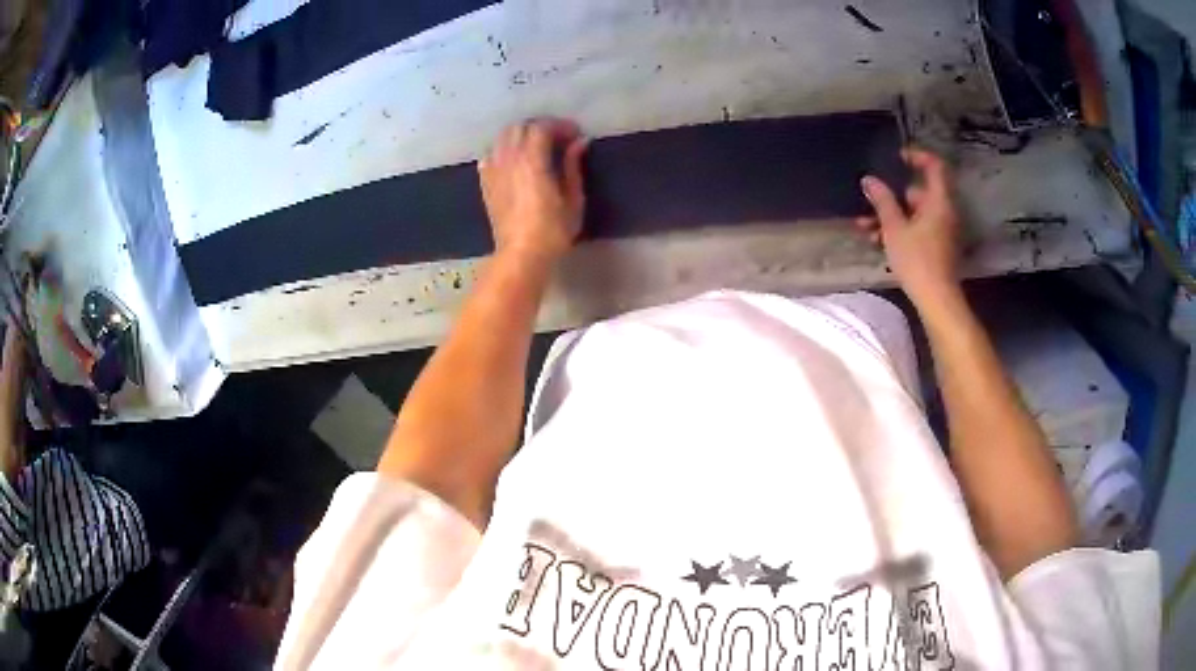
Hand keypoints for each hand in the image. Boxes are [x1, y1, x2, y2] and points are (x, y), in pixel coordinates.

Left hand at [479, 118, 587, 264]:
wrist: (520, 255)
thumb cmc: (552, 231)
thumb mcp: (573, 200)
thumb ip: (573, 166)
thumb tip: (579, 142)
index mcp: (532, 161)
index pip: (542, 127)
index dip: (560, 126)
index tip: (576, 135)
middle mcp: (509, 160)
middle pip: (519, 127)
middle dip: (540, 127)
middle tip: (558, 139)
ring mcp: (493, 171)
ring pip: (502, 138)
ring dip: (520, 135)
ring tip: (537, 147)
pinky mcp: (486, 183)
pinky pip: (491, 155)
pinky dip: (503, 151)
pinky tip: (514, 161)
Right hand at [857, 148, 961, 307]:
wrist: (937, 300)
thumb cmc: (917, 260)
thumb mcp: (894, 228)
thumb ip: (882, 201)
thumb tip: (869, 180)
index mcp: (939, 201)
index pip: (934, 166)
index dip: (916, 156)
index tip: (897, 157)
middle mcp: (944, 212)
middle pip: (919, 192)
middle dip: (891, 196)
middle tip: (869, 202)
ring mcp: (942, 230)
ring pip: (914, 213)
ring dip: (891, 217)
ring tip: (866, 228)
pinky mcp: (937, 246)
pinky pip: (917, 228)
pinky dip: (900, 230)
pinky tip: (878, 241)